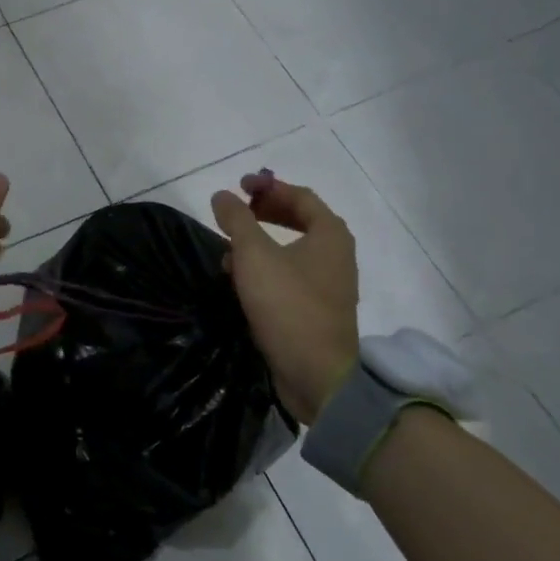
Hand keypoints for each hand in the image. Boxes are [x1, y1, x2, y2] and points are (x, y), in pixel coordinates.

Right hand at [210, 172, 359, 422]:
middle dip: (264, 212)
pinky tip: (240, 281)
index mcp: (330, 234)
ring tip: (229, 249)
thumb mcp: (254, 256)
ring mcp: (329, 284)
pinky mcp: (317, 309)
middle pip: (299, 220)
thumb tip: (222, 196)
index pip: (299, 195)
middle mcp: (336, 254)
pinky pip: (290, 276)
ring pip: (292, 250)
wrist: (316, 374)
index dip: (267, 186)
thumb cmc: (288, 305)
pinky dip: (266, 269)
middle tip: (236, 212)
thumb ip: (237, 220)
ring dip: (261, 243)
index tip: (238, 186)